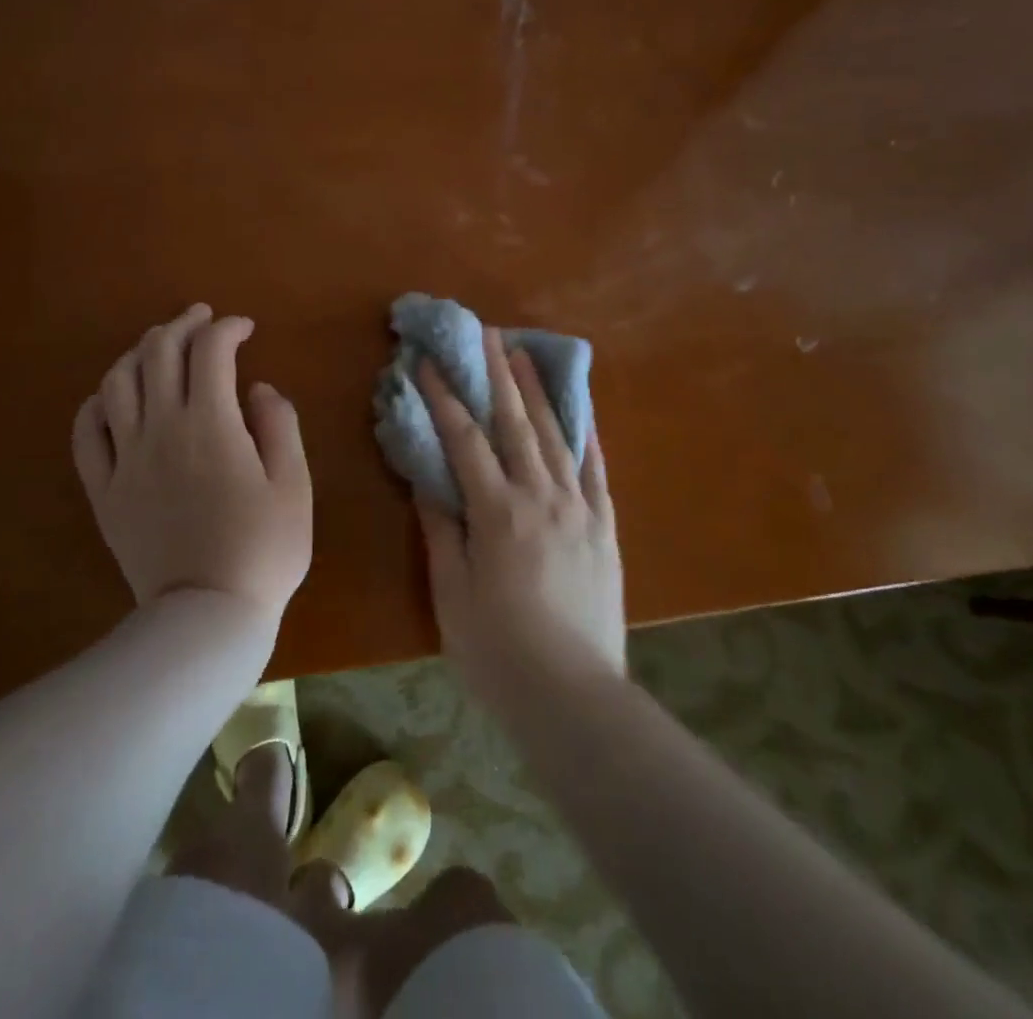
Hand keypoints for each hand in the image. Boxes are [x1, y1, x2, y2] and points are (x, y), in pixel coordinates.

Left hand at [72, 304, 311, 625]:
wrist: (206, 615)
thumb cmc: (263, 549)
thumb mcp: (294, 485)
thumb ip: (278, 426)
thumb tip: (258, 389)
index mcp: (211, 422)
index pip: (210, 350)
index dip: (228, 328)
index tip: (245, 329)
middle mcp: (161, 428)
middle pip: (159, 353)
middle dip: (183, 325)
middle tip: (202, 319)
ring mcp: (125, 458)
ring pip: (118, 382)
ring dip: (139, 352)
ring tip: (159, 347)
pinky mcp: (105, 490)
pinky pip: (87, 432)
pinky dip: (98, 402)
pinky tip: (113, 396)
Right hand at [416, 328, 623, 706]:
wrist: (574, 698)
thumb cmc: (497, 651)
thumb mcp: (451, 593)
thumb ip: (441, 530)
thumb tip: (427, 479)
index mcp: (497, 511)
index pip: (464, 439)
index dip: (444, 398)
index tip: (428, 363)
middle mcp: (541, 497)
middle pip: (515, 423)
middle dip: (496, 374)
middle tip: (485, 333)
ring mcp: (580, 509)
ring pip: (557, 436)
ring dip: (538, 391)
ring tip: (524, 354)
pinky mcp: (605, 529)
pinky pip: (597, 471)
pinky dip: (587, 435)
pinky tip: (580, 411)